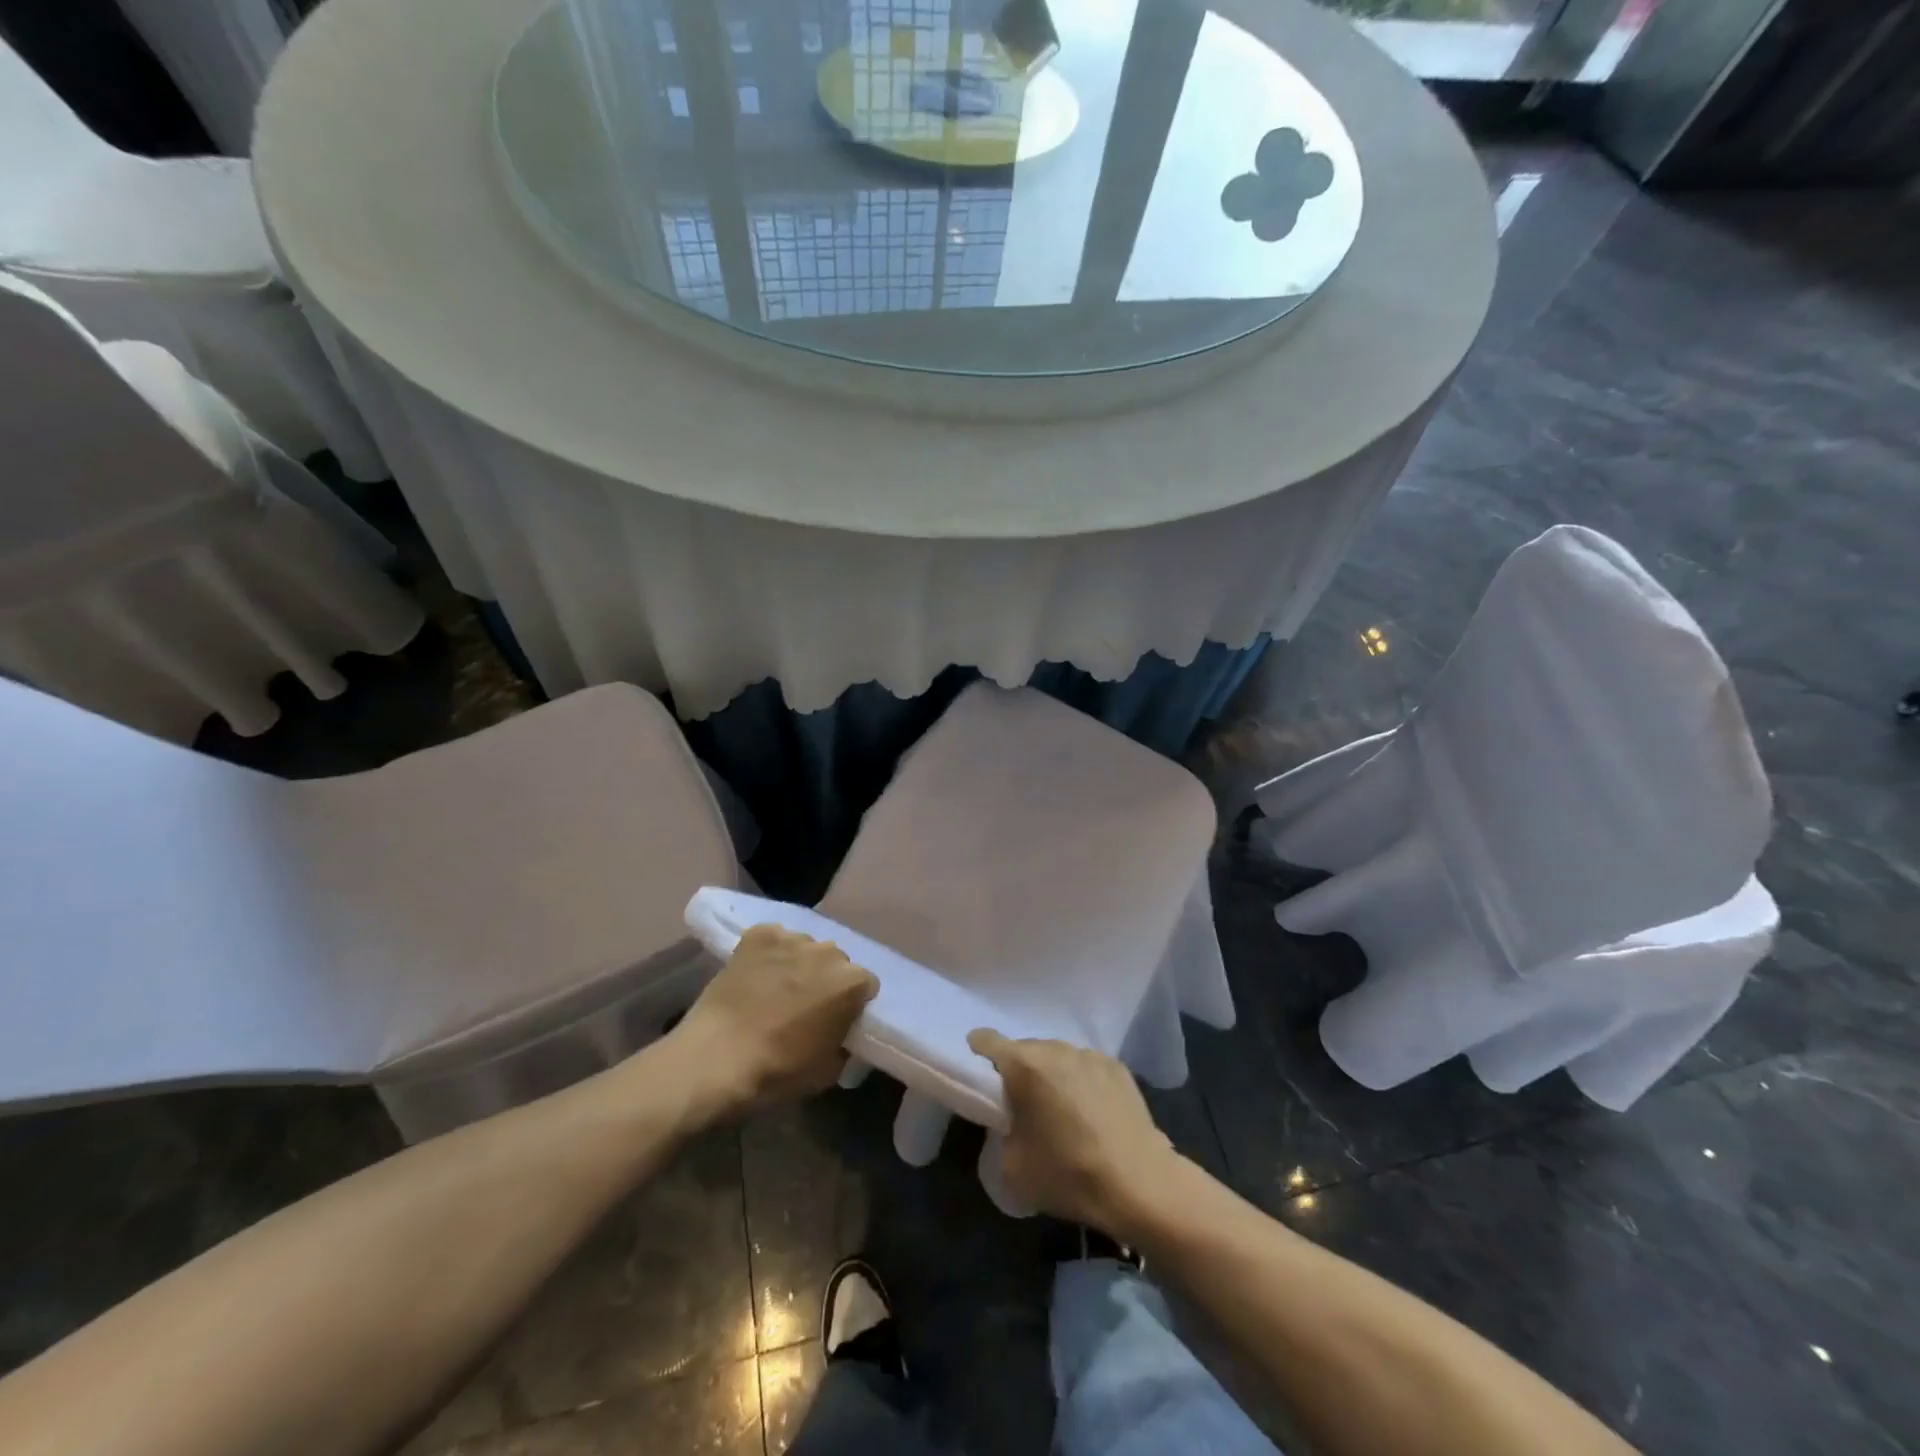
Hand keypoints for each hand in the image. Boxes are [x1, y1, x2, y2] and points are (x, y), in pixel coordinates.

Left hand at [670, 927, 878, 1118]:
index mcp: (851, 982)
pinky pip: (775, 939)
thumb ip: (845, 1042)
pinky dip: (770, 953)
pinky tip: (756, 974)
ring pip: (805, 948)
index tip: (836, 1019)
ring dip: (799, 964)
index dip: (852, 1003)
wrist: (715, 1058)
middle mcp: (828, 951)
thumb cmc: (778, 1070)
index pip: (865, 985)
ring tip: (776, 989)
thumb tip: (841, 1033)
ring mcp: (792, 939)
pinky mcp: (759, 934)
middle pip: (836, 962)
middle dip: (826, 979)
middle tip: (806, 1005)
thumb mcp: (829, 1071)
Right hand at [968, 1030, 1182, 1235]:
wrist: (1141, 1184)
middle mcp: (1056, 1048)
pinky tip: (1090, 1113)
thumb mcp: (1013, 1165)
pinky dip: (1079, 1082)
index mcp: (1024, 1065)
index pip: (986, 1040)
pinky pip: (1084, 1067)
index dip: (976, 1052)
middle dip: (1018, 1072)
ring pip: (1057, 1057)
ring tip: (1059, 1110)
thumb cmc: (1069, 1174)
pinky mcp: (1117, 1067)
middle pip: (1024, 1050)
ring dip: (1051, 1076)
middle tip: (1021, 1106)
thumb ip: (1000, 1130)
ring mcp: (1089, 1054)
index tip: (977, 1074)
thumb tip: (1009, 1120)